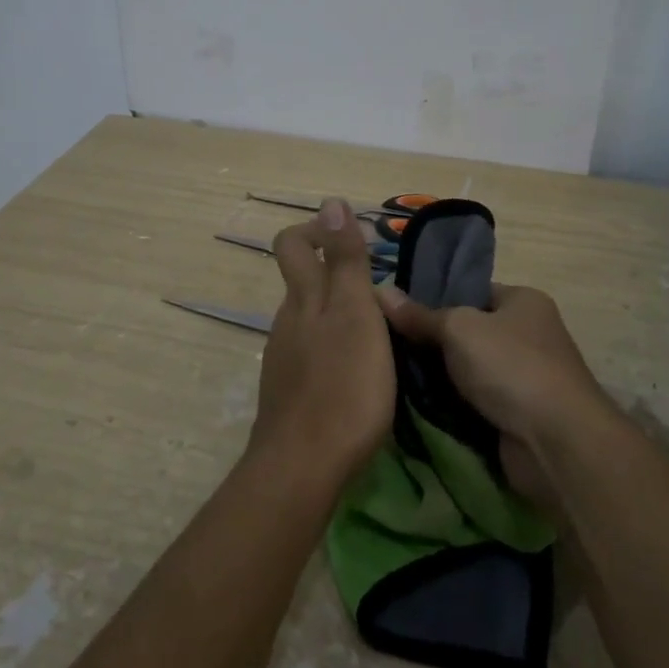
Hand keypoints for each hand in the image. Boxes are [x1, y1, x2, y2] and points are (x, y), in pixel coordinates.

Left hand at [250, 199, 396, 488]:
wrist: (303, 466)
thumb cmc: (343, 386)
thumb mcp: (355, 314)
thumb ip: (345, 260)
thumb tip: (331, 201)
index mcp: (303, 298)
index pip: (292, 244)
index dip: (318, 231)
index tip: (358, 241)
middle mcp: (287, 321)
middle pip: (302, 282)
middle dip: (338, 276)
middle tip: (384, 293)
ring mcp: (284, 358)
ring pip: (310, 320)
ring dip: (341, 316)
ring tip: (383, 336)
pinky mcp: (290, 392)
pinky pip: (312, 354)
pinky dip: (336, 350)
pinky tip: (361, 374)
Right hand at [375, 282, 608, 455]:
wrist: (555, 442)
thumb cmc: (511, 367)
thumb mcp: (458, 329)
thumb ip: (419, 315)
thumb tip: (379, 291)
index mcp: (524, 301)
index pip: (472, 291)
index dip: (435, 298)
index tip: (396, 309)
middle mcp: (528, 335)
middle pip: (467, 332)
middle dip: (431, 342)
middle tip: (385, 343)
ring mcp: (523, 378)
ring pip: (467, 371)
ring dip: (438, 377)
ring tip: (390, 372)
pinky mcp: (515, 415)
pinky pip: (472, 402)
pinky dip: (450, 405)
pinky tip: (413, 404)